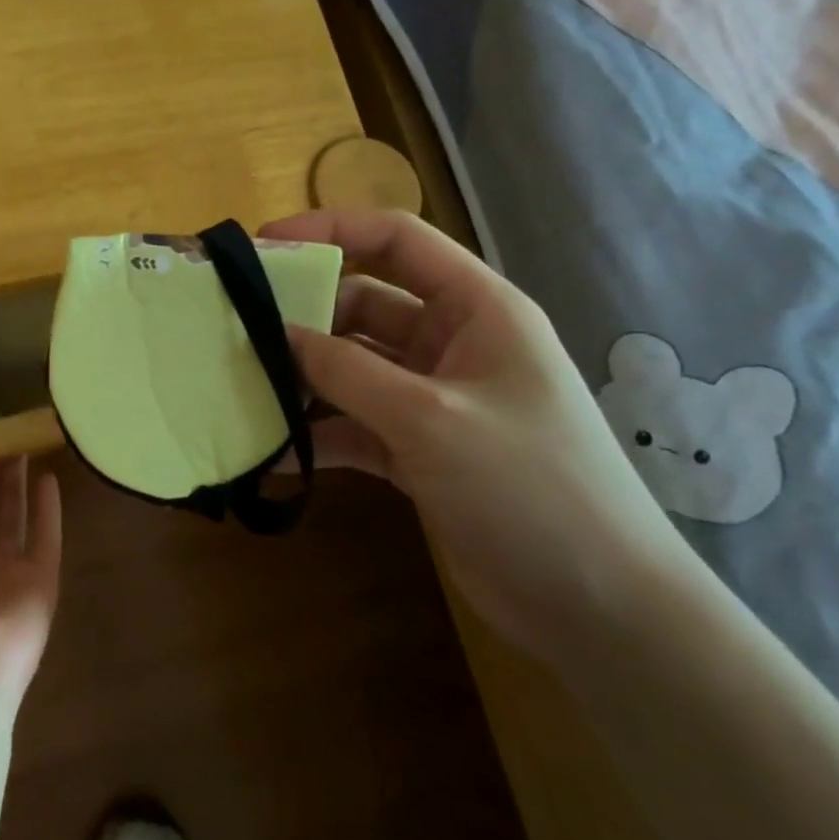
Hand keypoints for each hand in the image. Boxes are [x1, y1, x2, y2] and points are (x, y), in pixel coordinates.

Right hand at [261, 209, 697, 659]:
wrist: (600, 610)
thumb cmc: (530, 488)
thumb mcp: (430, 419)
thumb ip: (348, 372)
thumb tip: (277, 335)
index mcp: (476, 310)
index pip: (397, 240)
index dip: (330, 230)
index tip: (265, 246)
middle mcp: (453, 344)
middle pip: (363, 304)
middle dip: (305, 314)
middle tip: (238, 328)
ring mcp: (433, 399)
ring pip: (352, 367)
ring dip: (304, 378)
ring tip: (244, 388)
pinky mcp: (418, 450)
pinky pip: (354, 425)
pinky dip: (318, 435)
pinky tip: (273, 456)